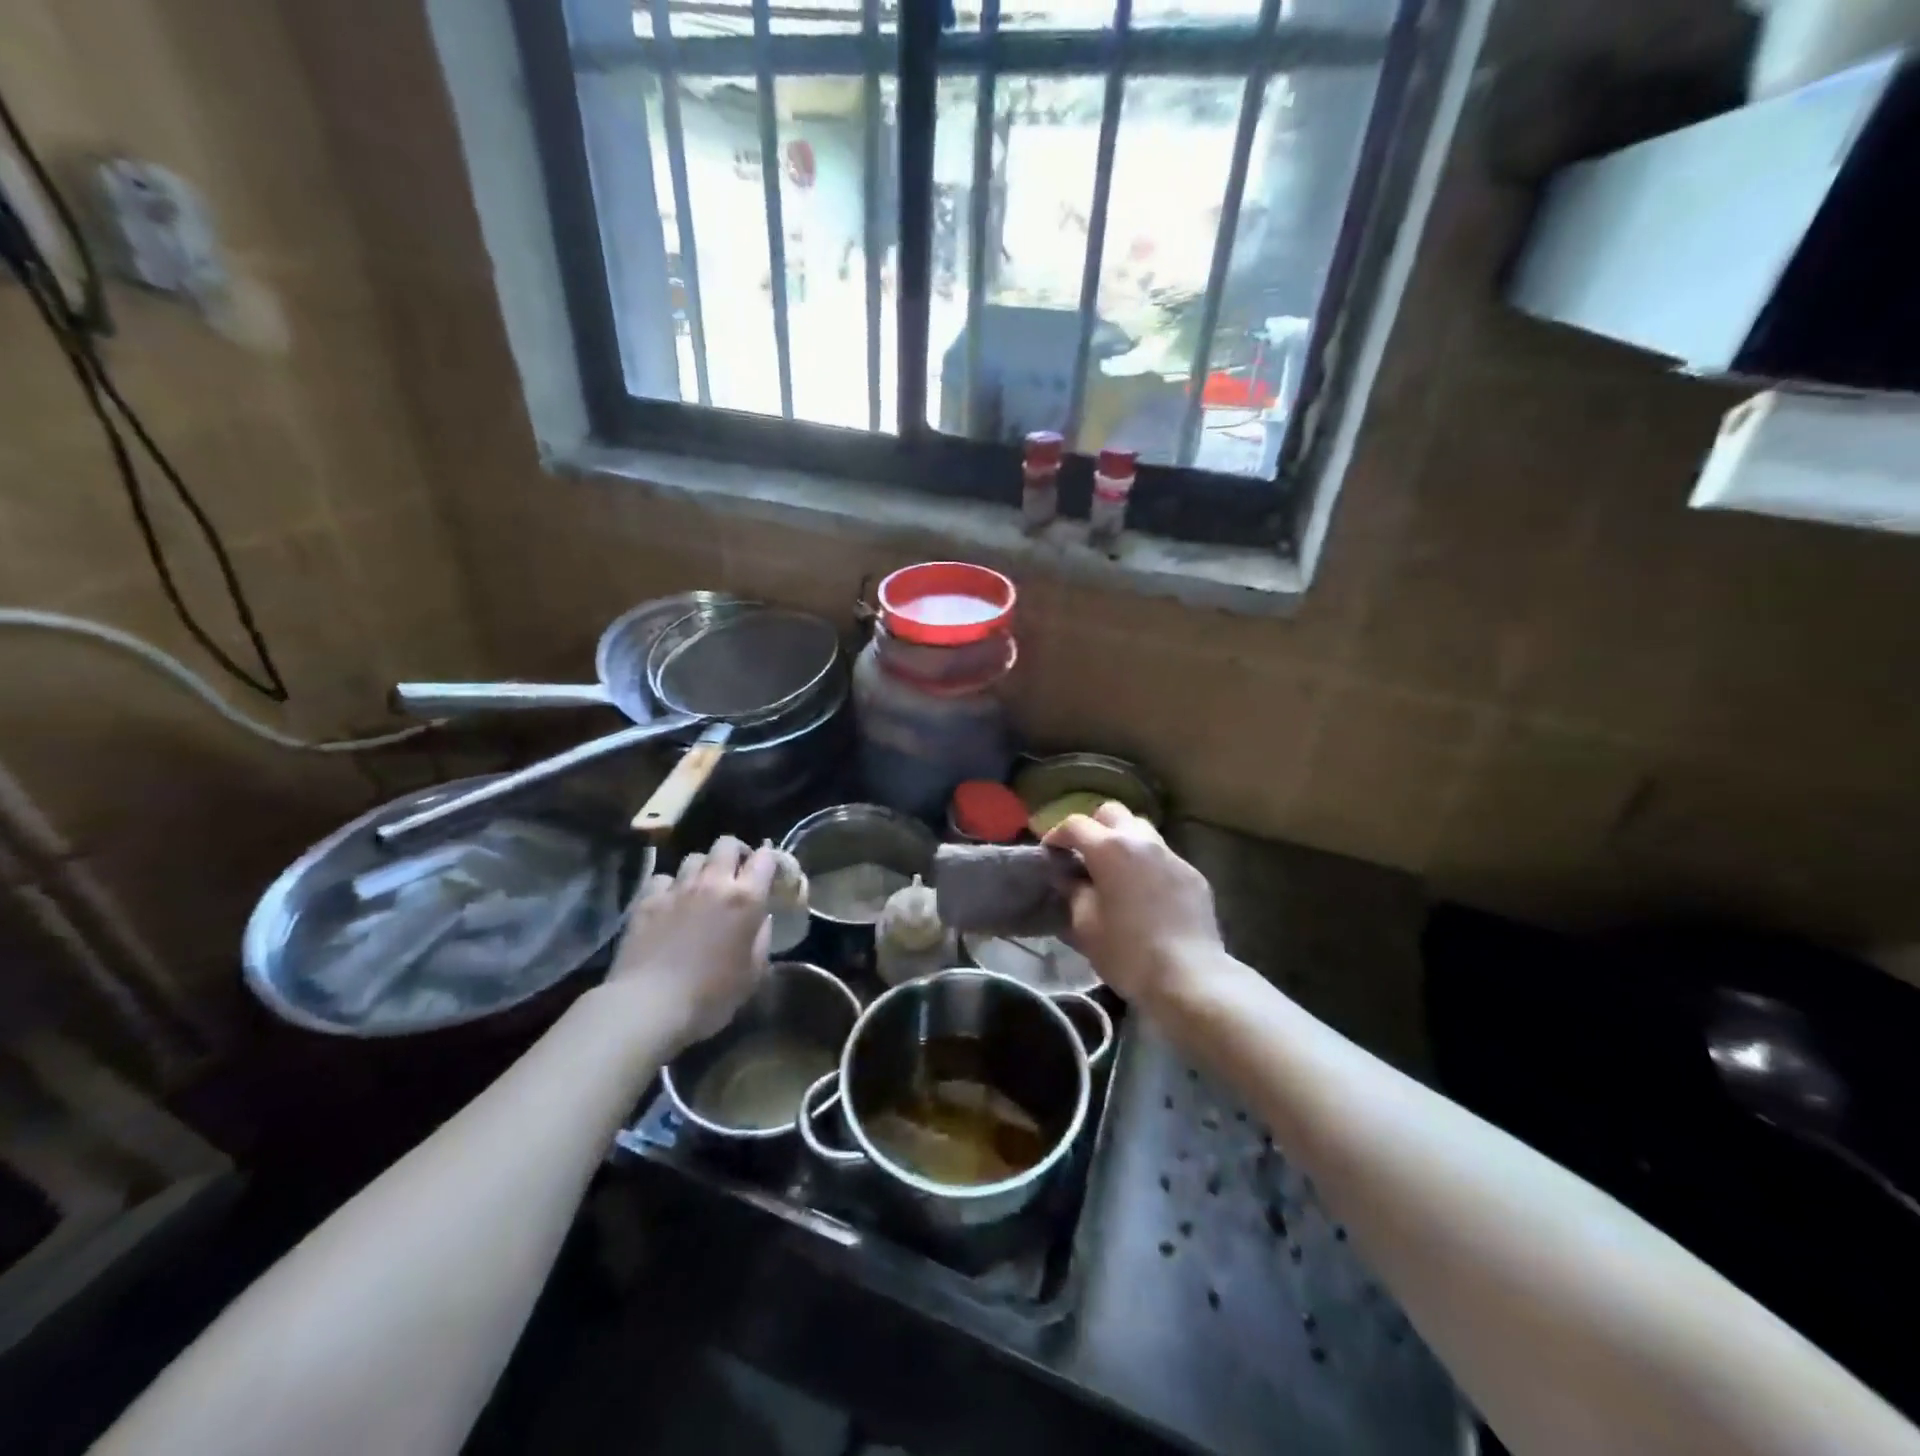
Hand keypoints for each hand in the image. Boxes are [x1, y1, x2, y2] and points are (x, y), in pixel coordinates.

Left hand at [605, 835, 776, 1048]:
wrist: (648, 1006)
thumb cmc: (710, 996)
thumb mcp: (752, 974)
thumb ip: (762, 939)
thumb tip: (762, 919)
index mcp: (745, 899)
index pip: (765, 858)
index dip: (770, 861)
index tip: (770, 875)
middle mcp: (713, 883)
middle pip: (727, 844)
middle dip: (736, 853)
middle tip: (736, 873)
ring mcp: (677, 888)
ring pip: (694, 857)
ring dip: (703, 868)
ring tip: (702, 888)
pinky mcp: (647, 900)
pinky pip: (663, 878)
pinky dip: (670, 886)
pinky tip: (670, 903)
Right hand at [1045, 803, 1225, 1015]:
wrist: (1189, 976)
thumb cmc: (1127, 952)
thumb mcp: (1085, 925)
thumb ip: (1073, 892)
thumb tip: (1068, 877)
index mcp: (1110, 849)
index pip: (1075, 825)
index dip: (1057, 835)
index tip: (1050, 853)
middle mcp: (1142, 841)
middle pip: (1112, 813)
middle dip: (1094, 827)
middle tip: (1084, 855)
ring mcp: (1172, 856)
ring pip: (1142, 830)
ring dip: (1123, 841)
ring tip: (1116, 870)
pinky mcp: (1193, 875)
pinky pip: (1163, 857)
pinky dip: (1147, 864)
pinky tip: (1145, 893)